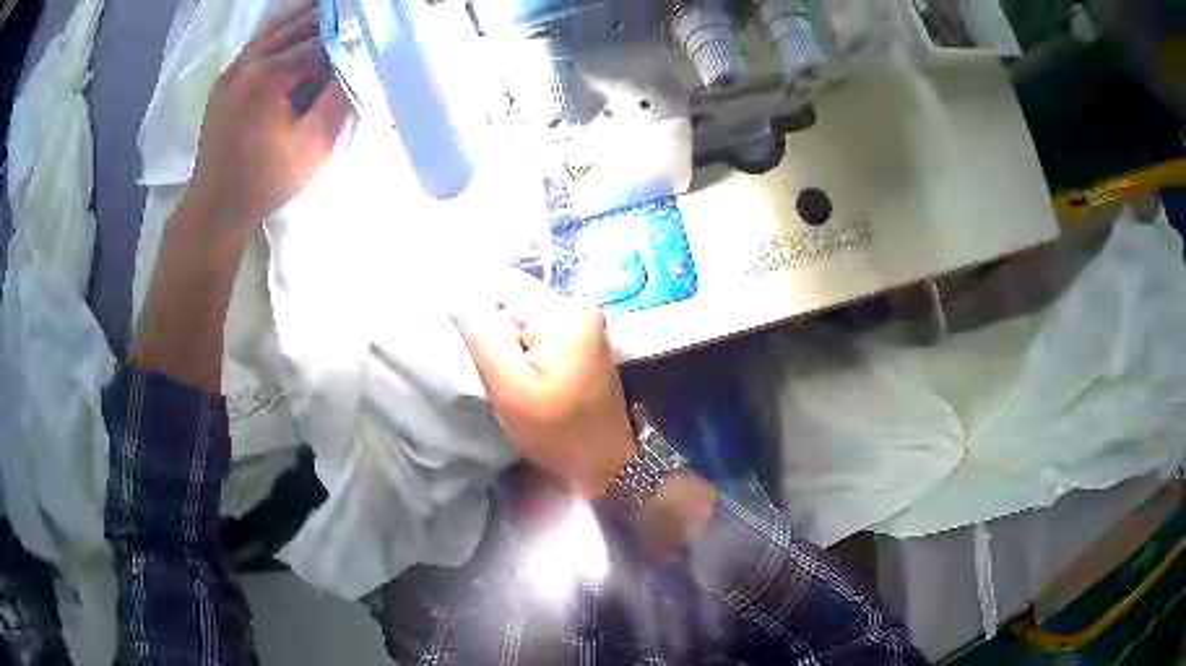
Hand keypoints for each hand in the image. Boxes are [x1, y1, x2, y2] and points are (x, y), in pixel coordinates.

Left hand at [190, 1, 352, 231]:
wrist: (215, 206)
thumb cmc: (264, 180)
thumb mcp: (313, 145)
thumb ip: (339, 99)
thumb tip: (356, 62)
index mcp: (268, 75)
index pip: (319, 43)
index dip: (347, 39)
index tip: (368, 36)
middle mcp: (247, 62)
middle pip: (297, 25)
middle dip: (329, 19)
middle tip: (356, 13)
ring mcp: (232, 69)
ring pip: (275, 28)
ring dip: (305, 19)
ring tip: (332, 12)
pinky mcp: (225, 80)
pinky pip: (258, 43)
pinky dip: (281, 32)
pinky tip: (297, 31)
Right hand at [454, 271, 636, 498]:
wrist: (606, 462)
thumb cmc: (557, 432)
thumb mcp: (511, 390)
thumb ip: (483, 338)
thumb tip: (456, 297)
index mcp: (564, 314)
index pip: (503, 287)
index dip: (479, 314)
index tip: (475, 350)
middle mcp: (579, 306)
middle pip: (515, 298)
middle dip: (495, 329)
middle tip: (494, 368)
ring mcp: (584, 321)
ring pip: (524, 314)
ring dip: (509, 339)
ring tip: (507, 374)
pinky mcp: (583, 337)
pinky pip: (539, 327)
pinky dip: (524, 346)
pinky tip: (524, 373)